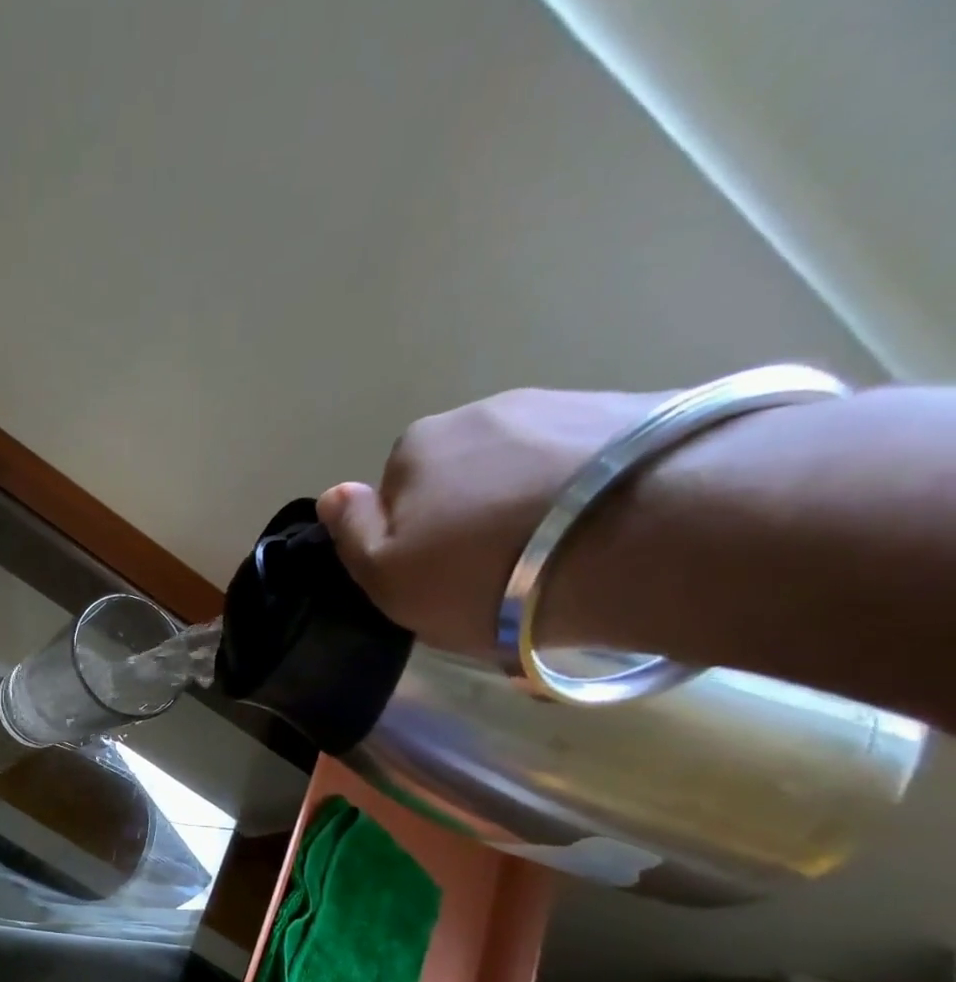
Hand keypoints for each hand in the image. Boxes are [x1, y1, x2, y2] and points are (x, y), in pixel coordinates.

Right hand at [317, 388, 661, 656]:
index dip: (414, 539)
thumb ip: (351, 535)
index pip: (398, 493)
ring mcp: (569, 404)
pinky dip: (596, 493)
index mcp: (418, 447)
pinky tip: (615, 534)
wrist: (648, 537)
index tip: (443, 577)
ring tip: (568, 558)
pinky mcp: (648, 412)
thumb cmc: (486, 571)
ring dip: (539, 503)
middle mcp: (487, 411)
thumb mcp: (388, 577)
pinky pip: (598, 463)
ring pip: (533, 466)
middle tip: (507, 572)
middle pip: (467, 474)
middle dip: (478, 514)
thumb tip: (334, 494)